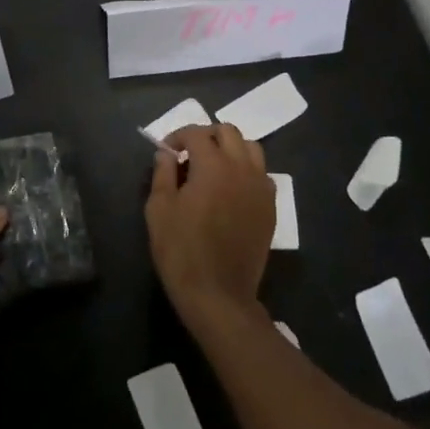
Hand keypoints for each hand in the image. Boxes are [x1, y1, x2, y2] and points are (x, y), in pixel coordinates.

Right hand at [146, 122, 273, 327]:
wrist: (218, 296)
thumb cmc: (181, 251)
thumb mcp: (159, 209)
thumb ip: (162, 173)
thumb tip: (166, 153)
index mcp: (213, 165)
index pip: (196, 133)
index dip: (178, 136)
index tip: (166, 151)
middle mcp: (241, 168)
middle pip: (228, 132)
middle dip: (206, 136)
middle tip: (189, 154)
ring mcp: (260, 188)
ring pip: (251, 149)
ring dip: (231, 149)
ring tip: (214, 166)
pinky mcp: (270, 208)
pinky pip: (262, 175)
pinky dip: (247, 170)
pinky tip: (232, 189)